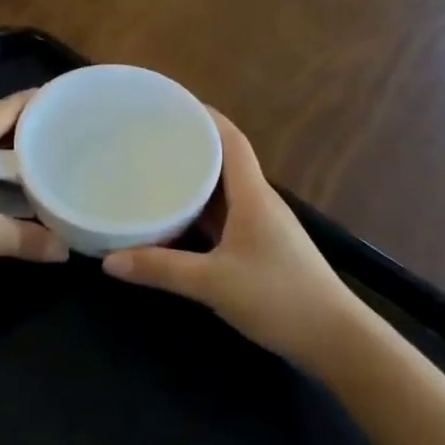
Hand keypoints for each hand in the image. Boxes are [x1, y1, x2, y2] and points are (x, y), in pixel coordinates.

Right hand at [103, 112, 363, 369]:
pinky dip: (201, 211)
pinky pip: (226, 216)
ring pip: (225, 191)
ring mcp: (263, 226)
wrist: (335, 340)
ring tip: (156, 171)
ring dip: (196, 180)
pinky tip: (176, 219)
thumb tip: (109, 261)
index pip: (231, 139)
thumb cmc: (279, 298)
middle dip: (192, 145)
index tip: (172, 104)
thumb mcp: (213, 284)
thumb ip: (161, 270)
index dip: (205, 116)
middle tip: (151, 138)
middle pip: (225, 161)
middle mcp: (259, 202)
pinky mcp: (262, 248)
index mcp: (253, 195)